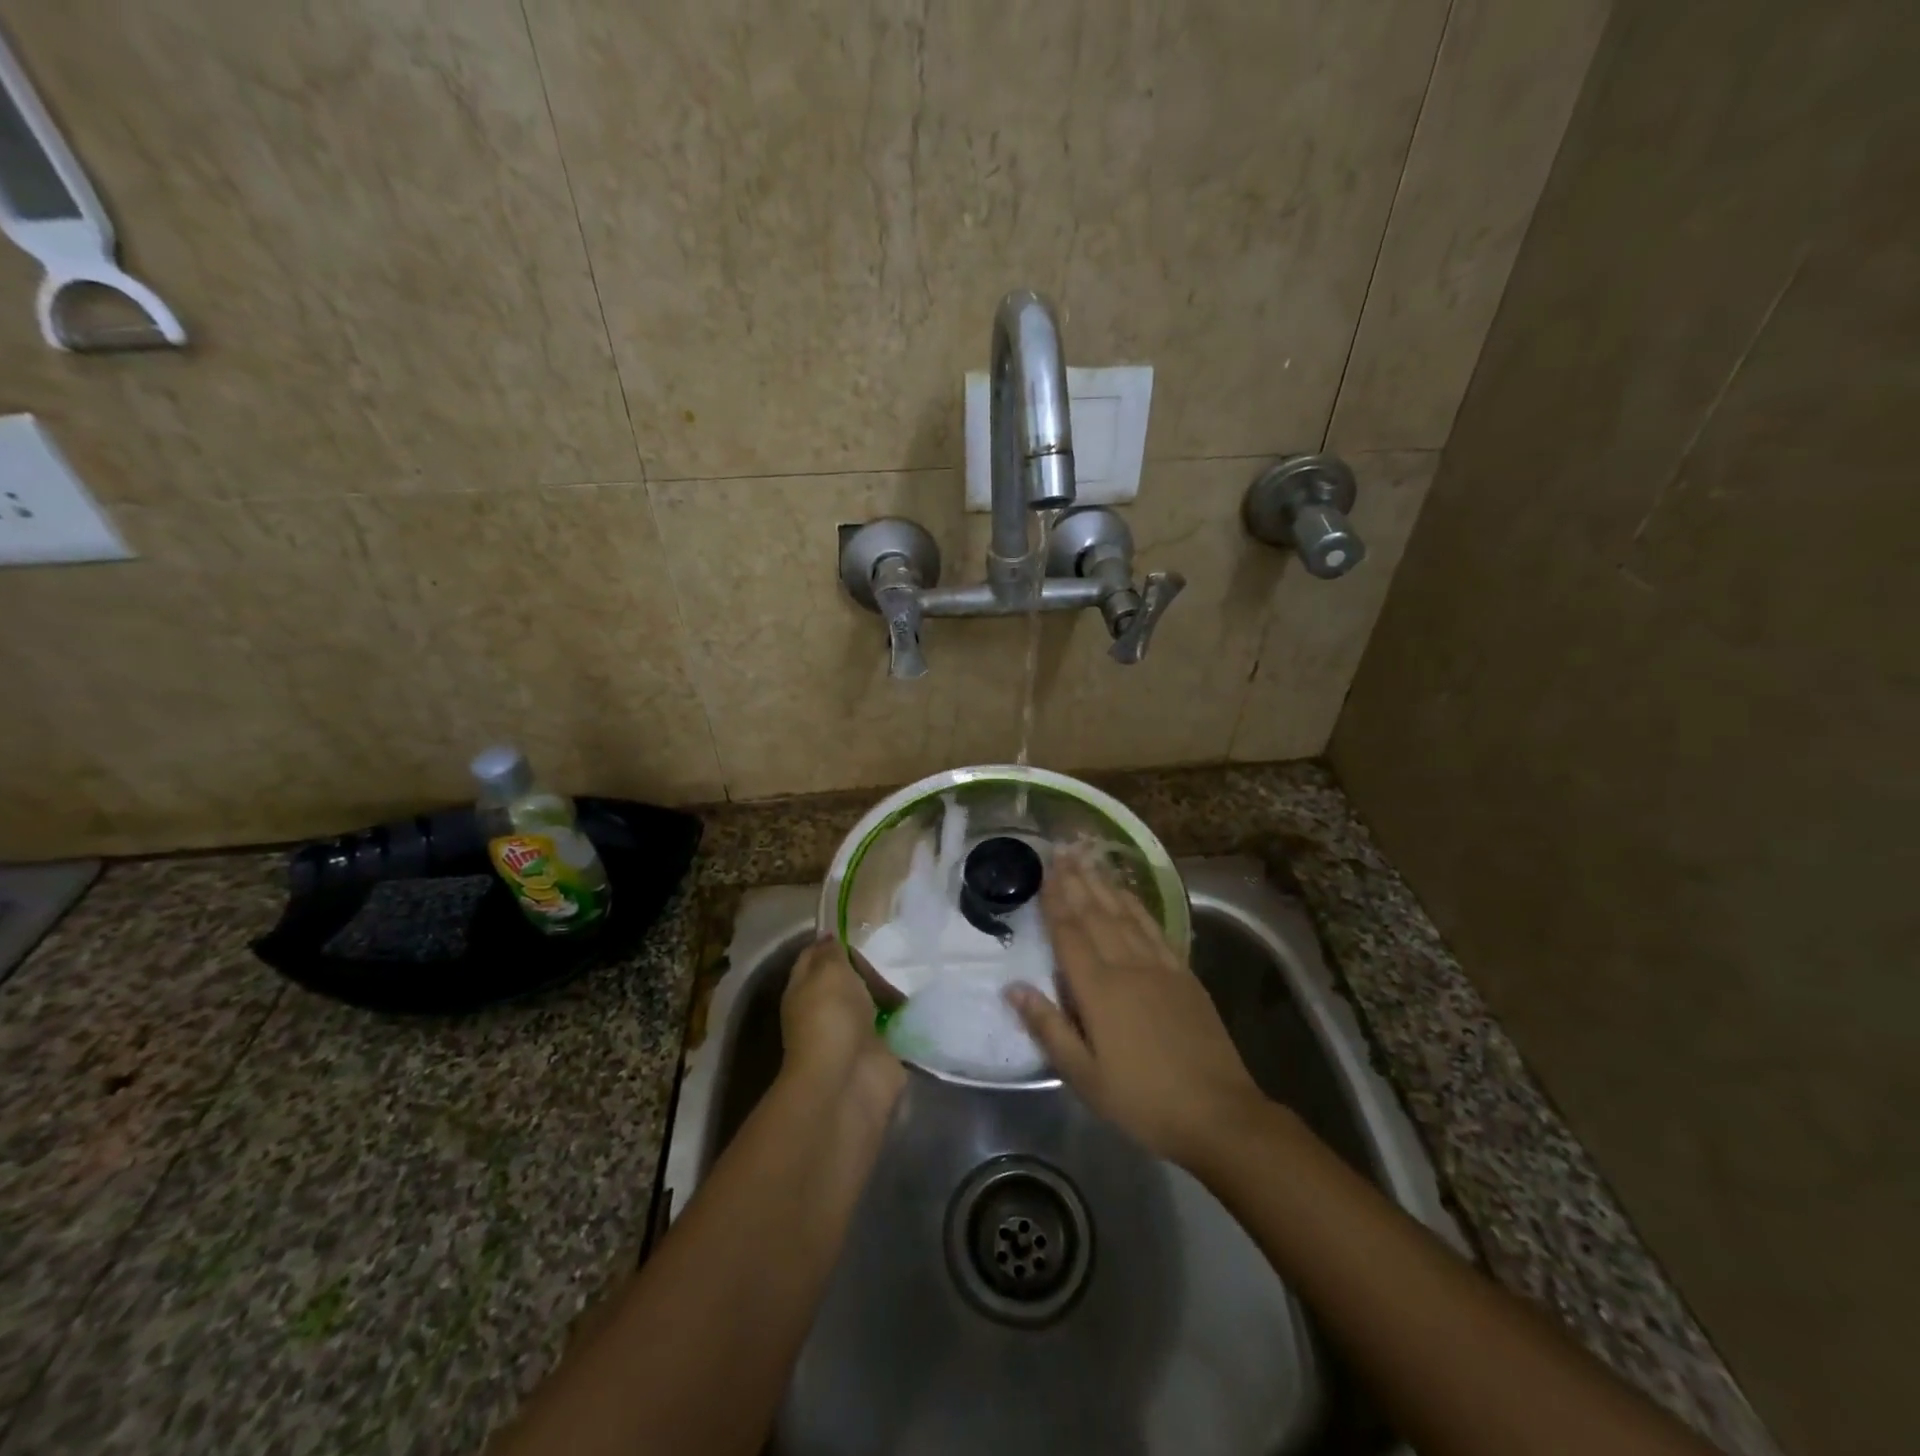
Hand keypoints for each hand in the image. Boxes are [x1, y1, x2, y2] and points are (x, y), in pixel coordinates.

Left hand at [780, 938, 905, 1119]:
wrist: (848, 1081)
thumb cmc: (832, 1018)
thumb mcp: (829, 971)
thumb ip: (832, 952)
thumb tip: (830, 938)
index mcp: (804, 990)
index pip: (815, 958)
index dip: (833, 944)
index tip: (858, 932)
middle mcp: (825, 1011)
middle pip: (848, 980)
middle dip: (868, 970)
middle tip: (891, 960)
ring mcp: (852, 1034)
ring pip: (871, 1003)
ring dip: (888, 994)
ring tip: (909, 981)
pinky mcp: (878, 1053)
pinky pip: (892, 1027)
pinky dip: (904, 1019)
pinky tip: (917, 1007)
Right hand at [1006, 859, 1265, 1165]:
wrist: (1218, 1112)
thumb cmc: (1142, 1100)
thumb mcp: (1084, 1076)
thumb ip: (1048, 1027)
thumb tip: (1013, 988)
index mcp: (1098, 990)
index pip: (1069, 934)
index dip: (1055, 901)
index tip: (1044, 870)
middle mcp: (1127, 966)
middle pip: (1096, 914)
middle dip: (1076, 879)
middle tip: (1062, 848)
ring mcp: (1159, 966)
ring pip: (1124, 914)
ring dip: (1103, 883)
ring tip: (1088, 857)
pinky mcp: (1183, 973)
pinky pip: (1154, 928)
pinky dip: (1136, 905)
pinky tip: (1127, 893)